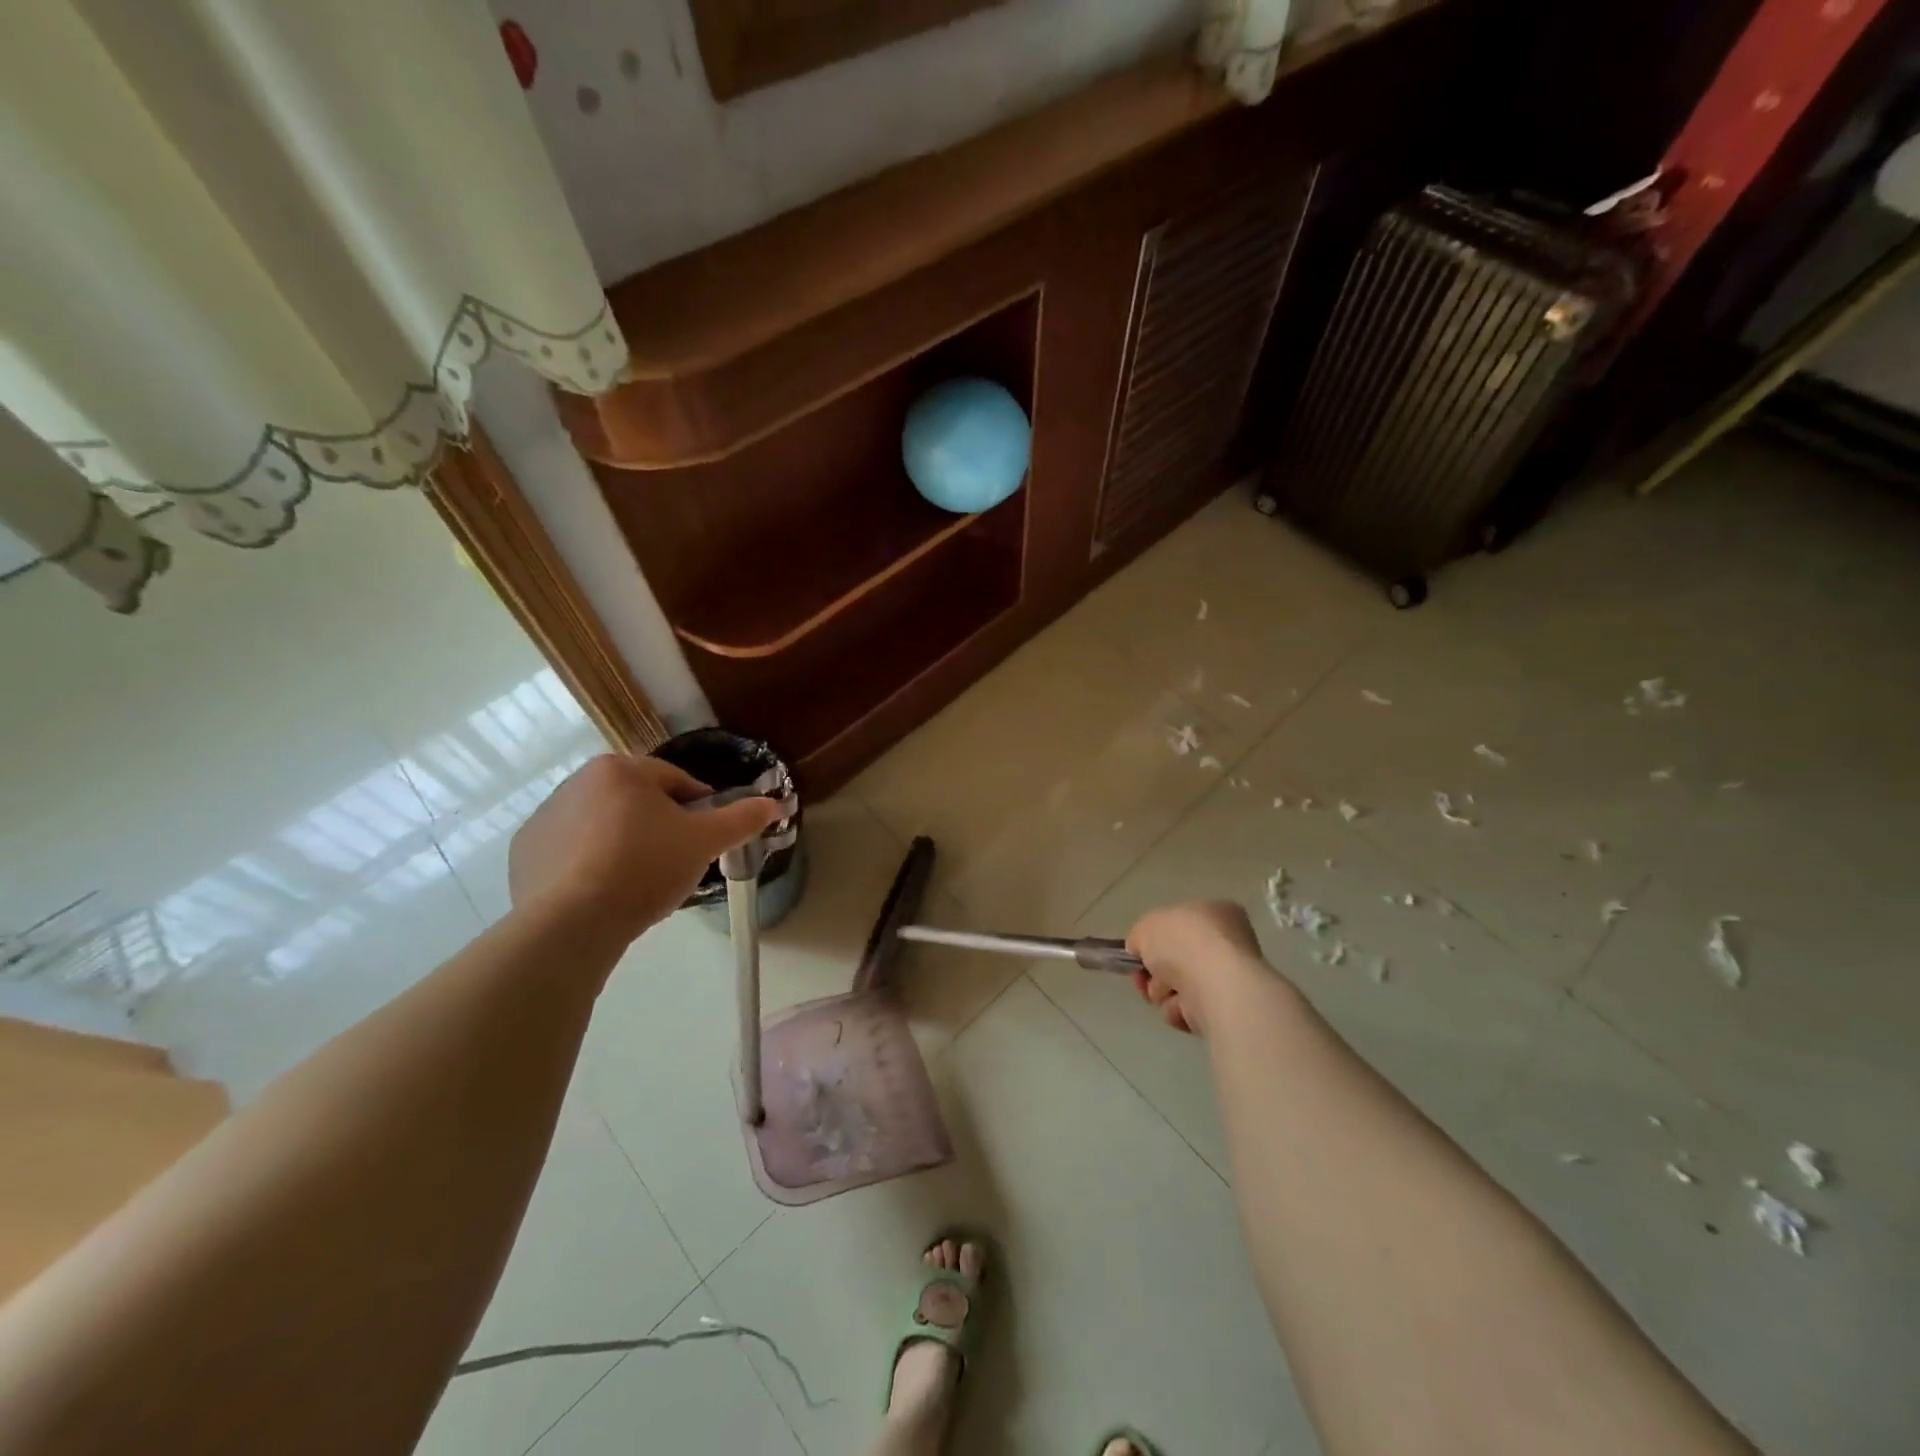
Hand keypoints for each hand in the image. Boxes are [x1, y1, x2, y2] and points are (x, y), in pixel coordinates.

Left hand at [508, 754, 782, 940]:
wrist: (572, 924)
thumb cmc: (645, 868)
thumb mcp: (704, 842)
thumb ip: (742, 818)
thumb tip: (776, 803)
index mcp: (620, 769)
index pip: (676, 781)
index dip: (699, 809)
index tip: (705, 840)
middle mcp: (576, 782)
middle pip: (637, 801)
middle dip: (659, 827)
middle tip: (675, 863)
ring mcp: (545, 818)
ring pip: (603, 826)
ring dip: (624, 844)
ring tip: (639, 882)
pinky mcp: (524, 853)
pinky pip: (570, 852)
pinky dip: (588, 865)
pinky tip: (603, 893)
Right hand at [1125, 900, 1267, 1035]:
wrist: (1214, 983)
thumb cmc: (1183, 942)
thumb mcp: (1145, 926)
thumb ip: (1139, 937)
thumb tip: (1141, 950)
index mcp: (1216, 912)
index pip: (1181, 924)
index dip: (1156, 938)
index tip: (1140, 952)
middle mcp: (1228, 943)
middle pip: (1177, 960)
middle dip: (1155, 971)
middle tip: (1144, 976)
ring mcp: (1229, 978)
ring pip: (1179, 987)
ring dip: (1162, 991)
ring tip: (1166, 990)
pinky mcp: (1227, 1010)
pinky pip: (1189, 1010)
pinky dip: (1178, 1010)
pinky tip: (1182, 1006)